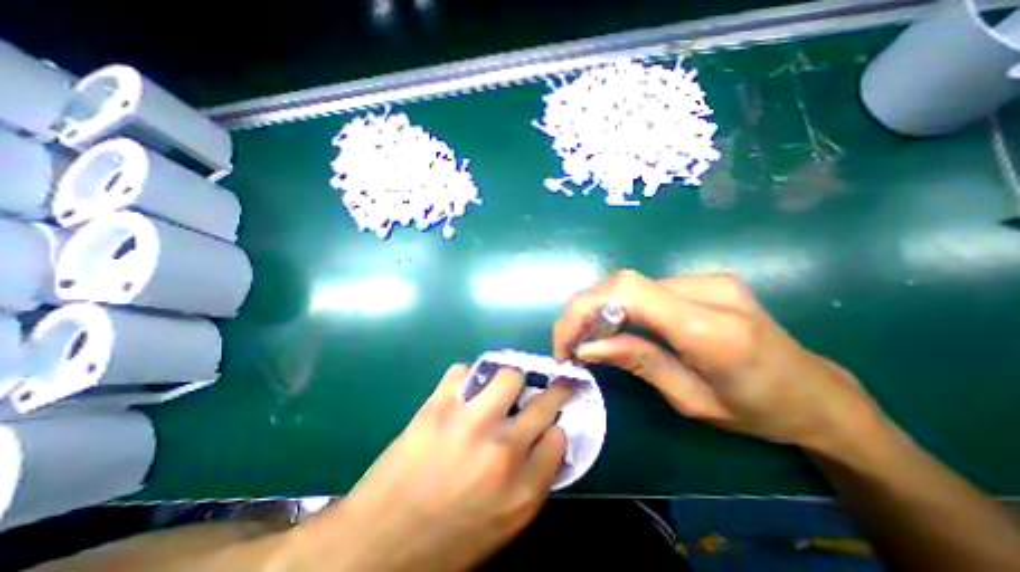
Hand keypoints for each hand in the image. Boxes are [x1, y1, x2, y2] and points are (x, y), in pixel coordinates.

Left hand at [290, 363, 570, 569]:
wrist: (376, 545)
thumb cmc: (445, 543)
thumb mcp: (502, 526)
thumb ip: (530, 482)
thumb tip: (544, 442)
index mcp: (522, 490)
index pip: (558, 438)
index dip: (554, 428)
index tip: (547, 425)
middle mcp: (503, 450)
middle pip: (544, 402)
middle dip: (553, 391)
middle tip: (550, 385)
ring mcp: (470, 422)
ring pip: (509, 375)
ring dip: (510, 380)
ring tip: (501, 389)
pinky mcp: (438, 406)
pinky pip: (463, 371)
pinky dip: (467, 377)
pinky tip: (463, 391)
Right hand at [554, 270, 888, 452]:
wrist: (818, 394)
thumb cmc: (760, 412)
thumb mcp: (691, 401)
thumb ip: (638, 362)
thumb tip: (587, 346)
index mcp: (712, 328)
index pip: (628, 292)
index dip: (583, 309)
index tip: (565, 344)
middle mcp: (709, 289)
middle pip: (623, 282)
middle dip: (584, 311)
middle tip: (571, 345)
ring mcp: (708, 279)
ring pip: (631, 284)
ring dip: (599, 309)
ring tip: (589, 339)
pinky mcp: (704, 280)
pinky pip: (647, 289)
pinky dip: (620, 306)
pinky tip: (616, 327)